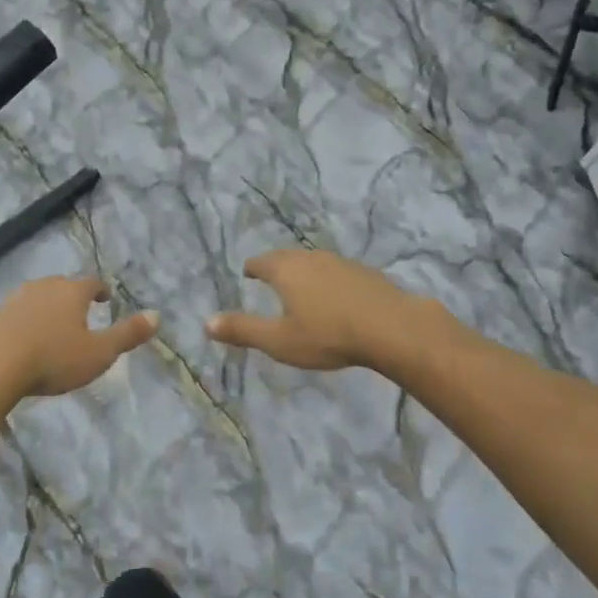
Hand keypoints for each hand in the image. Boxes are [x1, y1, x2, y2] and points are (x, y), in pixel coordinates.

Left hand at [0, 277, 159, 397]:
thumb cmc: (53, 357)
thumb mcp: (99, 352)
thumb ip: (127, 334)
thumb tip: (157, 315)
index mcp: (71, 292)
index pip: (91, 283)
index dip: (100, 290)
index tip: (105, 297)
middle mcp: (43, 288)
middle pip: (61, 286)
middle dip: (71, 296)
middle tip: (78, 311)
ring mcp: (15, 301)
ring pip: (35, 298)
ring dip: (45, 308)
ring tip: (50, 324)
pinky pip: (14, 316)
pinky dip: (22, 323)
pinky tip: (22, 340)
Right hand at [206, 249, 424, 370]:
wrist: (391, 327)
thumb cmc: (327, 335)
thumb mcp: (279, 340)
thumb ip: (243, 330)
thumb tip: (206, 323)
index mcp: (285, 270)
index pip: (261, 262)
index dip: (252, 268)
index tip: (248, 273)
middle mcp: (310, 258)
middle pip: (287, 257)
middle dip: (276, 266)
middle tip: (270, 276)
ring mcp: (340, 262)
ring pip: (314, 262)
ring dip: (304, 272)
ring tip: (301, 285)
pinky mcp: (365, 273)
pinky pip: (337, 271)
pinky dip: (328, 280)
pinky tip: (335, 295)